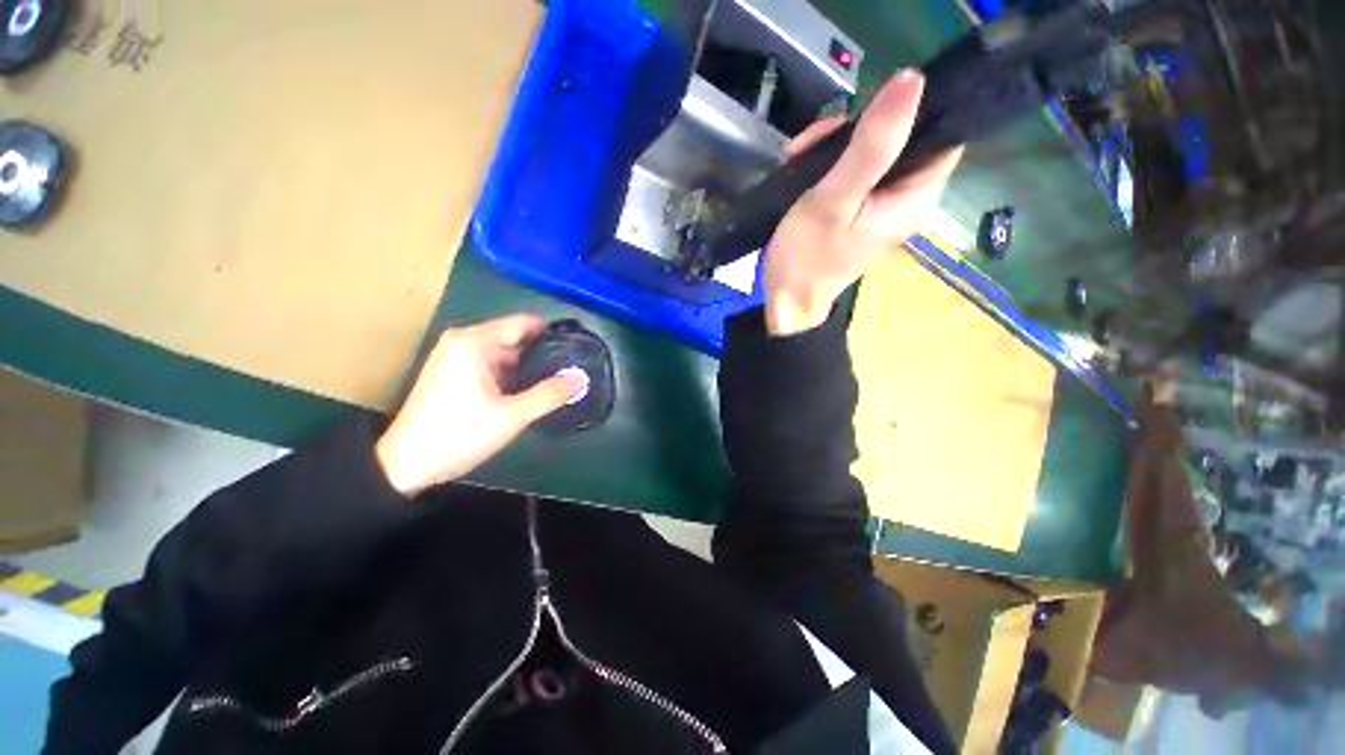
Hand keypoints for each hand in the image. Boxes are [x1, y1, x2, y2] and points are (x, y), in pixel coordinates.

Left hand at [375, 315, 587, 496]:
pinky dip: (512, 373)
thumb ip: (550, 394)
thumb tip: (582, 379)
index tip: (577, 344)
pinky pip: (492, 364)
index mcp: (473, 342)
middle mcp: (463, 342)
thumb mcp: (511, 416)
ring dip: (529, 364)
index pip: (522, 323)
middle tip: (573, 366)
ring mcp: (456, 357)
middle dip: (542, 350)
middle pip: (514, 337)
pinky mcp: (454, 373)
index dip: (551, 332)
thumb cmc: (458, 434)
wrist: (405, 465)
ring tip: (559, 377)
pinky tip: (531, 388)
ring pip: (504, 352)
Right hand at [764, 70, 962, 334]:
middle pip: (901, 137)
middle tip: (816, 139)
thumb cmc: (807, 257)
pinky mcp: (857, 209)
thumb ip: (871, 146)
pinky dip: (828, 162)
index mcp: (915, 197)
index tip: (868, 105)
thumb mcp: (833, 201)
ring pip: (873, 150)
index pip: (940, 133)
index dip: (911, 108)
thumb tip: (912, 80)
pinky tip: (802, 165)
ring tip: (799, 154)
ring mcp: (880, 204)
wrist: (784, 301)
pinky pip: (854, 170)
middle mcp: (906, 198)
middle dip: (859, 127)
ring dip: (836, 144)